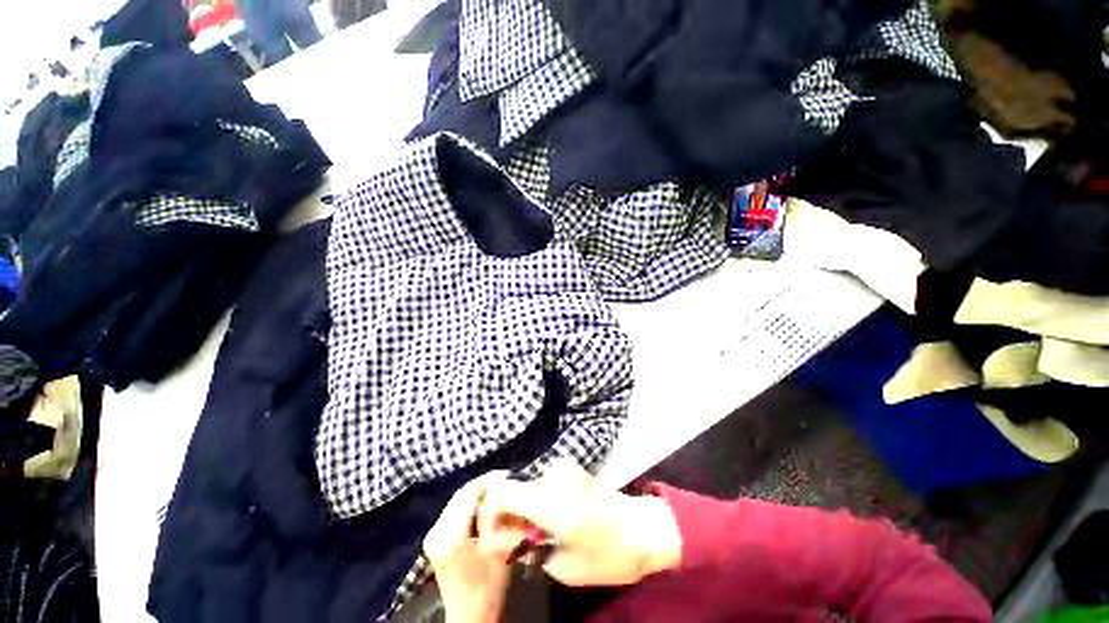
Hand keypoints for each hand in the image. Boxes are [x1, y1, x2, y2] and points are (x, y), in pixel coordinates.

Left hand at [424, 473, 512, 622]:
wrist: (471, 616)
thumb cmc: (488, 585)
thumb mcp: (499, 546)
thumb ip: (500, 515)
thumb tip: (505, 486)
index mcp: (449, 533)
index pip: (468, 492)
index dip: (488, 479)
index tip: (507, 474)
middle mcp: (436, 530)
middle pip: (461, 495)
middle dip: (484, 485)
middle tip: (505, 481)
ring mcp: (434, 535)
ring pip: (458, 501)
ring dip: (478, 495)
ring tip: (498, 491)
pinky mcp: (436, 540)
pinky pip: (455, 512)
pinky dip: (471, 506)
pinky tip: (485, 507)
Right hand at [477, 461, 682, 586]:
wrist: (643, 529)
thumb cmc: (607, 554)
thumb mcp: (563, 566)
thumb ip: (528, 548)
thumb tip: (503, 540)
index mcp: (549, 501)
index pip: (501, 492)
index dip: (491, 514)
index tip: (495, 537)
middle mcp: (553, 477)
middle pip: (514, 490)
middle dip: (509, 516)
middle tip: (518, 542)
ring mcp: (564, 469)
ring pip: (529, 488)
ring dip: (526, 509)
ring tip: (538, 534)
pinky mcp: (571, 469)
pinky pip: (544, 484)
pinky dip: (540, 502)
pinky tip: (552, 521)